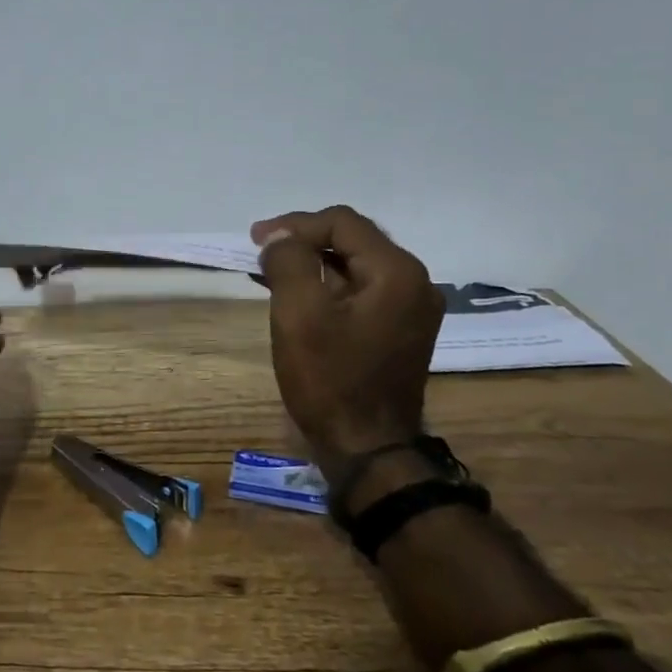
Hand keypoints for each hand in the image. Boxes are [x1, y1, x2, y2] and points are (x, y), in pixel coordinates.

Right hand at [251, 206, 443, 489]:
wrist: (367, 449)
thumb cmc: (330, 378)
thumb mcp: (299, 313)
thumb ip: (289, 261)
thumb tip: (280, 237)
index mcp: (396, 272)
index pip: (343, 222)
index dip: (295, 224)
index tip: (256, 239)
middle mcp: (415, 282)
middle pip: (353, 240)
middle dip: (304, 240)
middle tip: (262, 250)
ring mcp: (412, 309)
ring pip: (356, 266)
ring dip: (313, 263)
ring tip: (272, 271)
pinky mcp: (400, 331)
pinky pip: (361, 292)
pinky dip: (328, 286)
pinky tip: (298, 295)